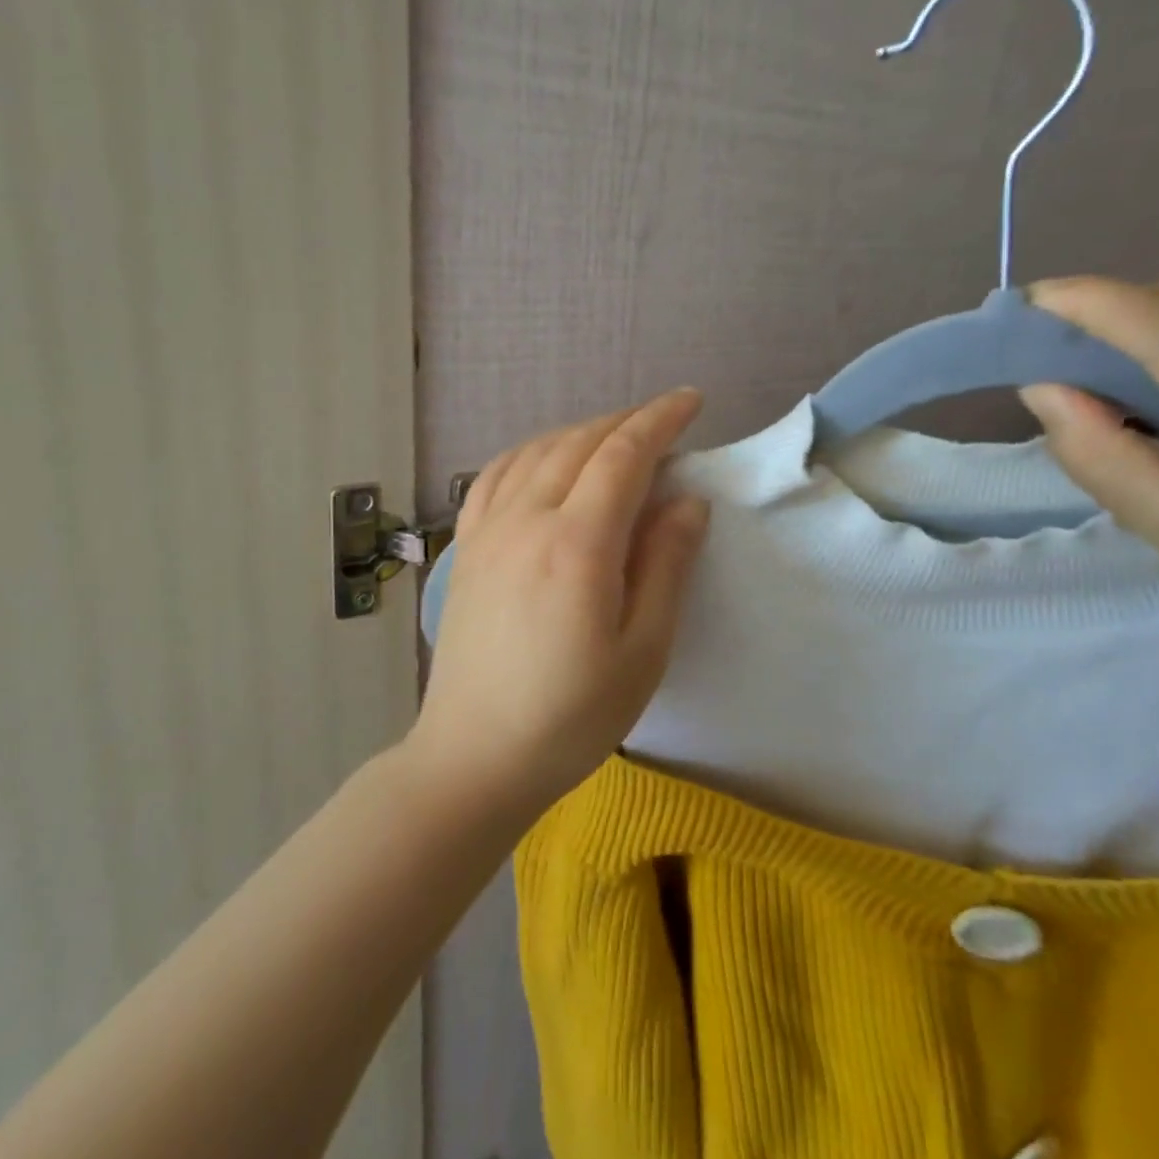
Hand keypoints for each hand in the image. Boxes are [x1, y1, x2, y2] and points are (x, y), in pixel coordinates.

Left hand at [408, 390, 713, 818]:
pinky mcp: (465, 548)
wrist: (475, 756)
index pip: (624, 455)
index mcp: (577, 544)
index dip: (661, 420)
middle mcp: (526, 520)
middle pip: (580, 443)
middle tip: (664, 422)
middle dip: (627, 421)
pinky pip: (495, 475)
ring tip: (614, 438)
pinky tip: (544, 460)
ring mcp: (488, 531)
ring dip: (581, 432)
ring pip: (537, 451)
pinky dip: (529, 452)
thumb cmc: (570, 717)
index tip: (692, 402)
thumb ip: (666, 567)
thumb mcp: (642, 652)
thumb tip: (687, 502)